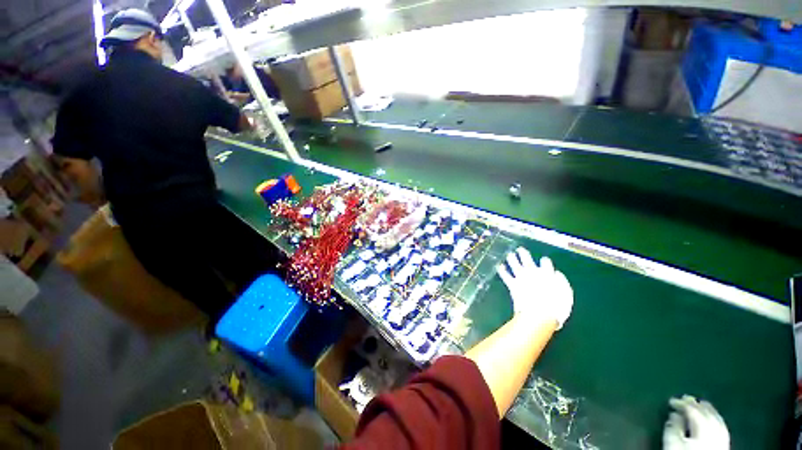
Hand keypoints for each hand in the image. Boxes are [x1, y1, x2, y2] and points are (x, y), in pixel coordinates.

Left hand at [497, 248, 572, 328]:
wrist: (539, 315)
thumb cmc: (556, 308)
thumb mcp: (566, 296)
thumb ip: (562, 283)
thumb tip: (557, 274)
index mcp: (548, 274)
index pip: (546, 263)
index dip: (544, 261)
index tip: (543, 260)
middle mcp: (533, 272)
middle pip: (527, 259)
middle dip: (523, 253)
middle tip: (520, 249)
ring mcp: (521, 278)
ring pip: (515, 264)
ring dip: (511, 259)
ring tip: (509, 255)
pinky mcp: (513, 284)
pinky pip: (505, 275)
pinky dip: (501, 270)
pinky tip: (499, 266)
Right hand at [663, 395, 729, 449]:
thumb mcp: (673, 443)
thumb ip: (673, 427)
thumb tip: (674, 414)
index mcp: (702, 428)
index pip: (693, 410)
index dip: (682, 403)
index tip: (671, 401)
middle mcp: (715, 431)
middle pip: (707, 413)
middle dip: (697, 404)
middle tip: (686, 398)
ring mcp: (722, 439)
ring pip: (717, 419)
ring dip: (708, 410)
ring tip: (700, 404)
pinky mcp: (724, 445)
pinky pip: (721, 427)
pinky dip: (715, 419)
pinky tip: (712, 419)